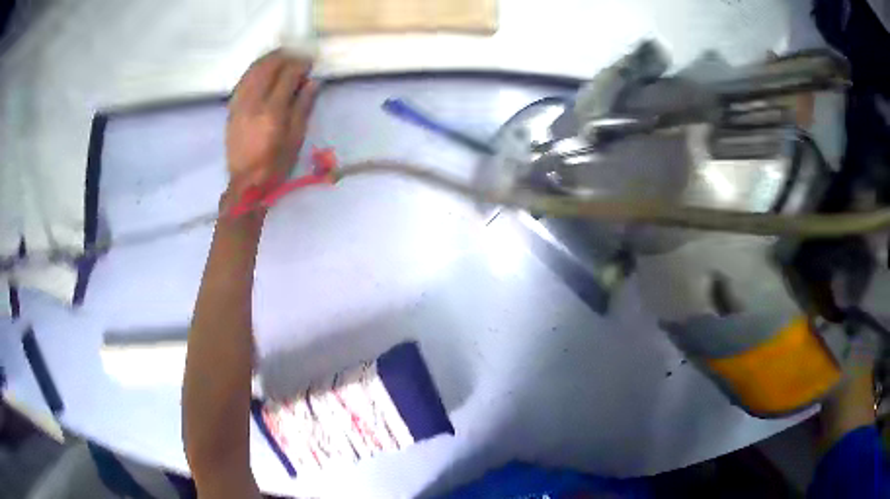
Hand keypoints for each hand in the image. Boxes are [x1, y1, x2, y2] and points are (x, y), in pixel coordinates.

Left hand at [226, 50, 317, 198]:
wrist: (245, 183)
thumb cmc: (275, 164)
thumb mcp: (296, 138)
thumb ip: (303, 106)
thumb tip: (312, 81)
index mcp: (272, 112)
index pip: (287, 75)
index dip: (300, 64)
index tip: (310, 62)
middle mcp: (253, 103)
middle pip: (268, 67)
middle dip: (284, 56)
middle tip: (297, 55)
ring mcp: (239, 104)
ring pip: (253, 71)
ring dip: (268, 59)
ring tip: (281, 57)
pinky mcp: (231, 109)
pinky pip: (243, 81)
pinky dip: (254, 70)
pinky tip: (262, 69)